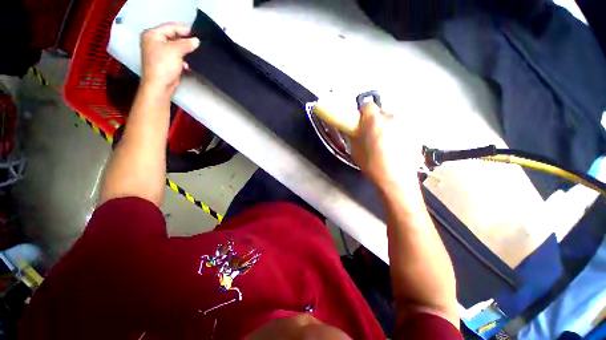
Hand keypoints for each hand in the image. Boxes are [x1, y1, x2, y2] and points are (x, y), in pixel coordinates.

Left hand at [140, 22, 199, 94]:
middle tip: (196, 43)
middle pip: (172, 37)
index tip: (195, 33)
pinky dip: (182, 60)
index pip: (169, 27)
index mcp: (152, 35)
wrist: (160, 85)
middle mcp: (154, 42)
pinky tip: (186, 65)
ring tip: (193, 54)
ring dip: (184, 51)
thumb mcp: (176, 51)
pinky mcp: (165, 63)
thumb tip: (196, 41)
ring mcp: (159, 53)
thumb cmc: (163, 66)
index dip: (183, 29)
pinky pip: (176, 57)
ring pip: (175, 47)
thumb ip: (187, 44)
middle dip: (185, 41)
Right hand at [351, 103, 423, 191]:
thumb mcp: (355, 151)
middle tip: (372, 136)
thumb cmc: (372, 165)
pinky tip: (396, 148)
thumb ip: (354, 136)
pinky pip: (402, 129)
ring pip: (393, 121)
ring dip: (387, 127)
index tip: (361, 123)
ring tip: (386, 143)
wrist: (396, 180)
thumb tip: (355, 130)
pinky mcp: (415, 133)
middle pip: (381, 113)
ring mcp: (406, 125)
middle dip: (375, 122)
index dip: (363, 113)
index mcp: (374, 121)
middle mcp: (391, 118)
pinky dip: (398, 134)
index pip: (367, 105)